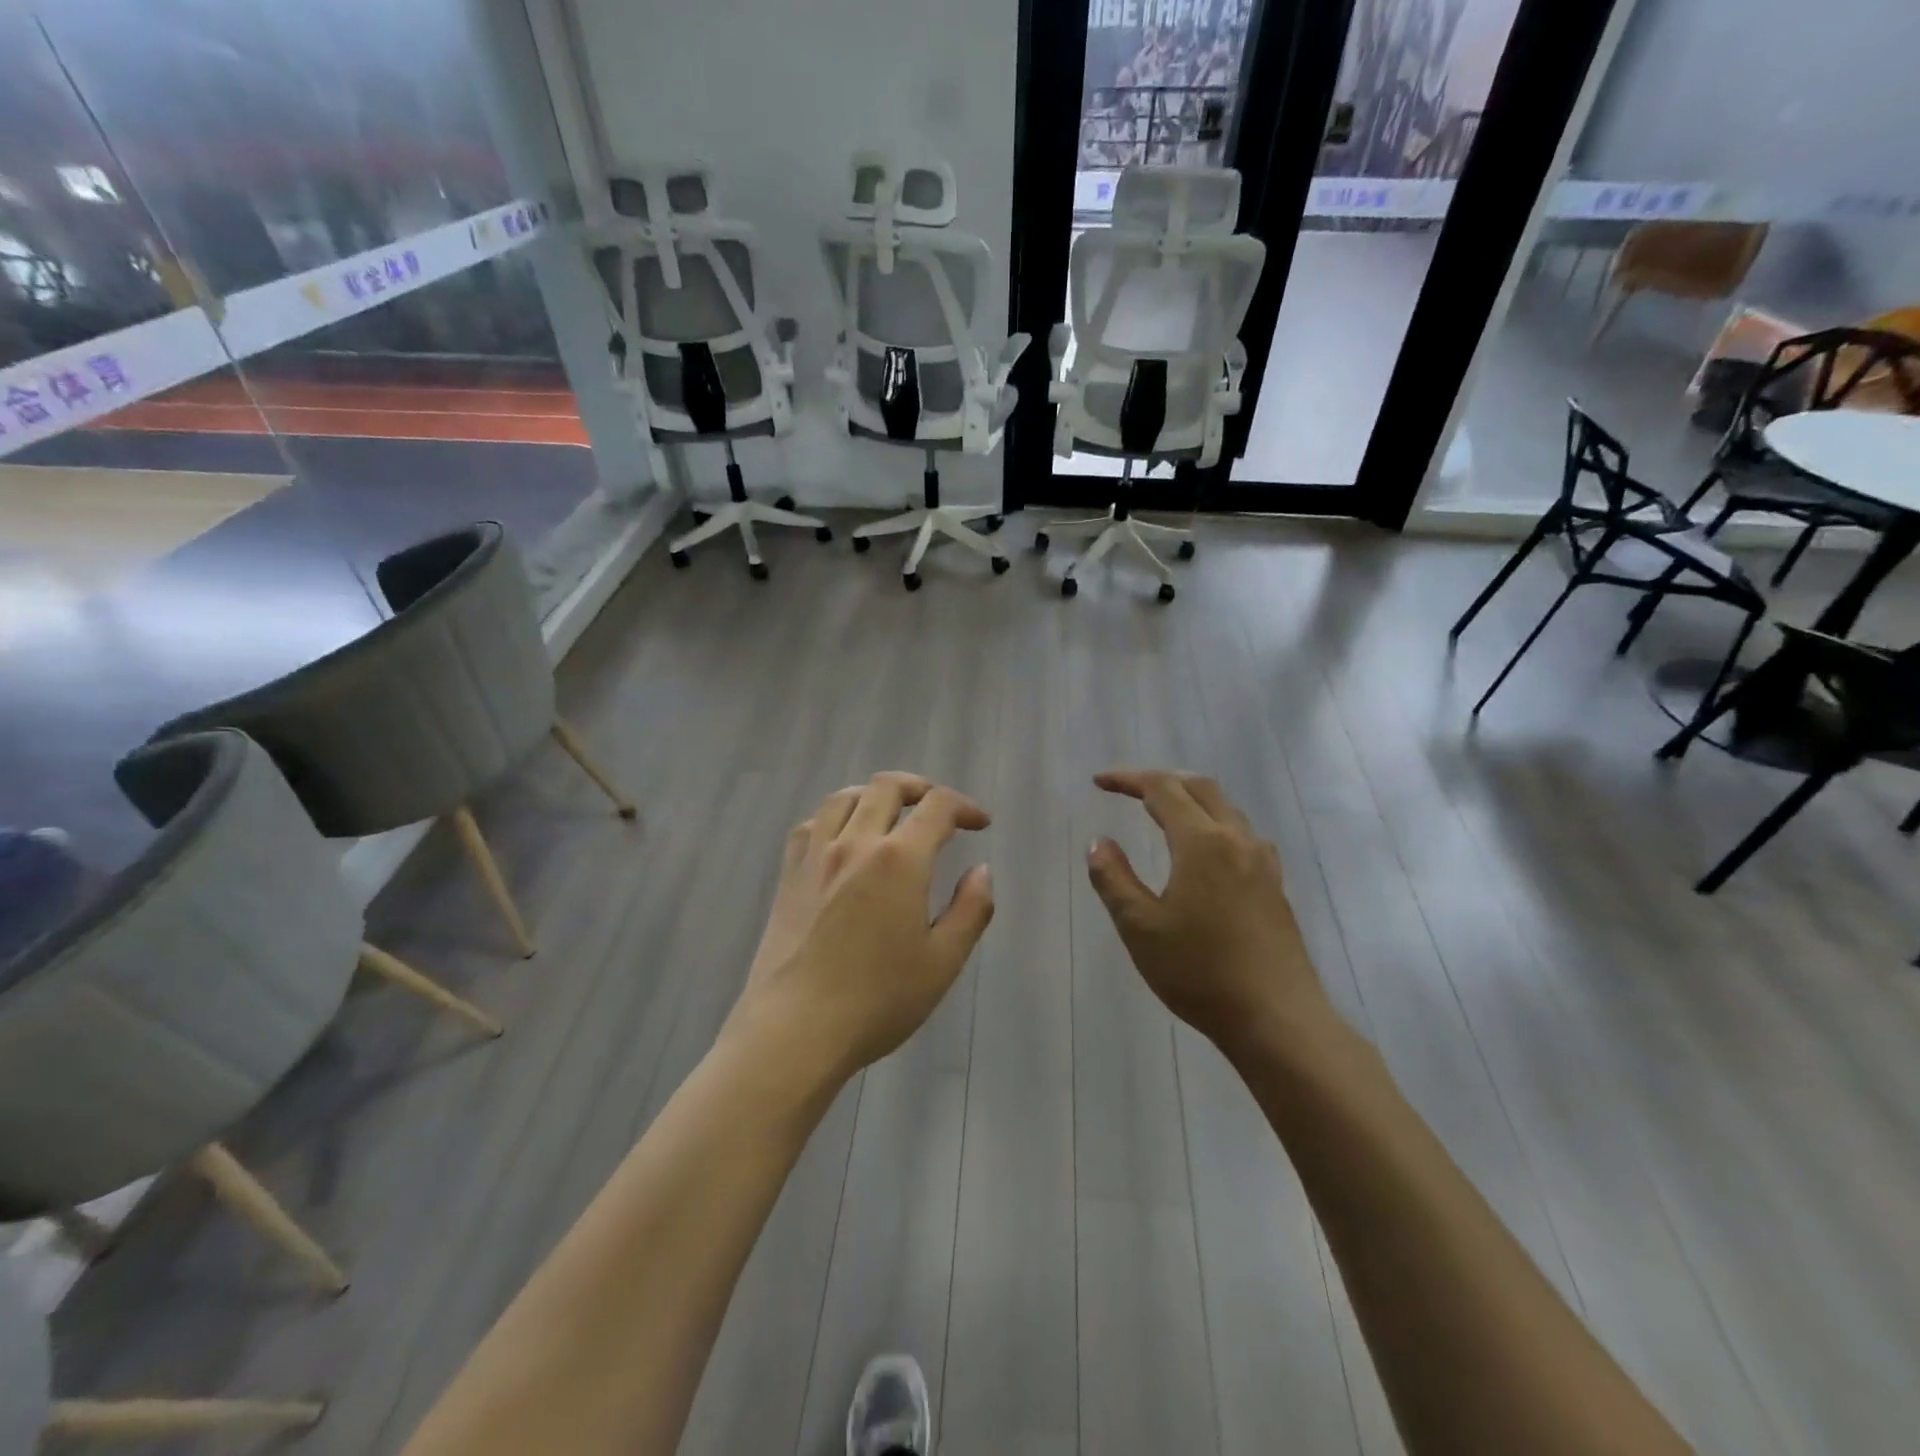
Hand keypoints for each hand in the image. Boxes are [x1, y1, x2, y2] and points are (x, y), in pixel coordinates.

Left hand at [731, 772, 994, 1079]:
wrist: (796, 1029)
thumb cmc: (878, 1000)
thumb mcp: (943, 961)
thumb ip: (971, 909)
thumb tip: (981, 870)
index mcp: (900, 859)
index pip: (937, 807)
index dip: (964, 807)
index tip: (979, 824)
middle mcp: (855, 843)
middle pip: (887, 787)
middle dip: (921, 788)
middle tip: (939, 810)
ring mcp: (816, 856)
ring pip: (845, 797)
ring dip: (876, 795)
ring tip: (892, 814)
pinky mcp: (789, 875)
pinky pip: (812, 824)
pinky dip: (835, 816)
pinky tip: (842, 838)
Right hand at [1087, 770, 1330, 1054]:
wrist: (1276, 1018)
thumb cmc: (1200, 971)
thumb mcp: (1140, 927)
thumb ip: (1114, 879)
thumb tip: (1099, 843)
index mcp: (1202, 842)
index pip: (1162, 789)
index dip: (1128, 779)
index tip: (1099, 783)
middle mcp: (1237, 840)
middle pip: (1200, 787)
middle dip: (1162, 781)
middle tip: (1129, 790)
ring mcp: (1263, 862)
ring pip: (1225, 808)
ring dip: (1191, 799)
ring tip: (1163, 812)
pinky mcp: (1275, 885)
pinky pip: (1241, 833)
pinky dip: (1213, 823)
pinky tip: (1205, 851)